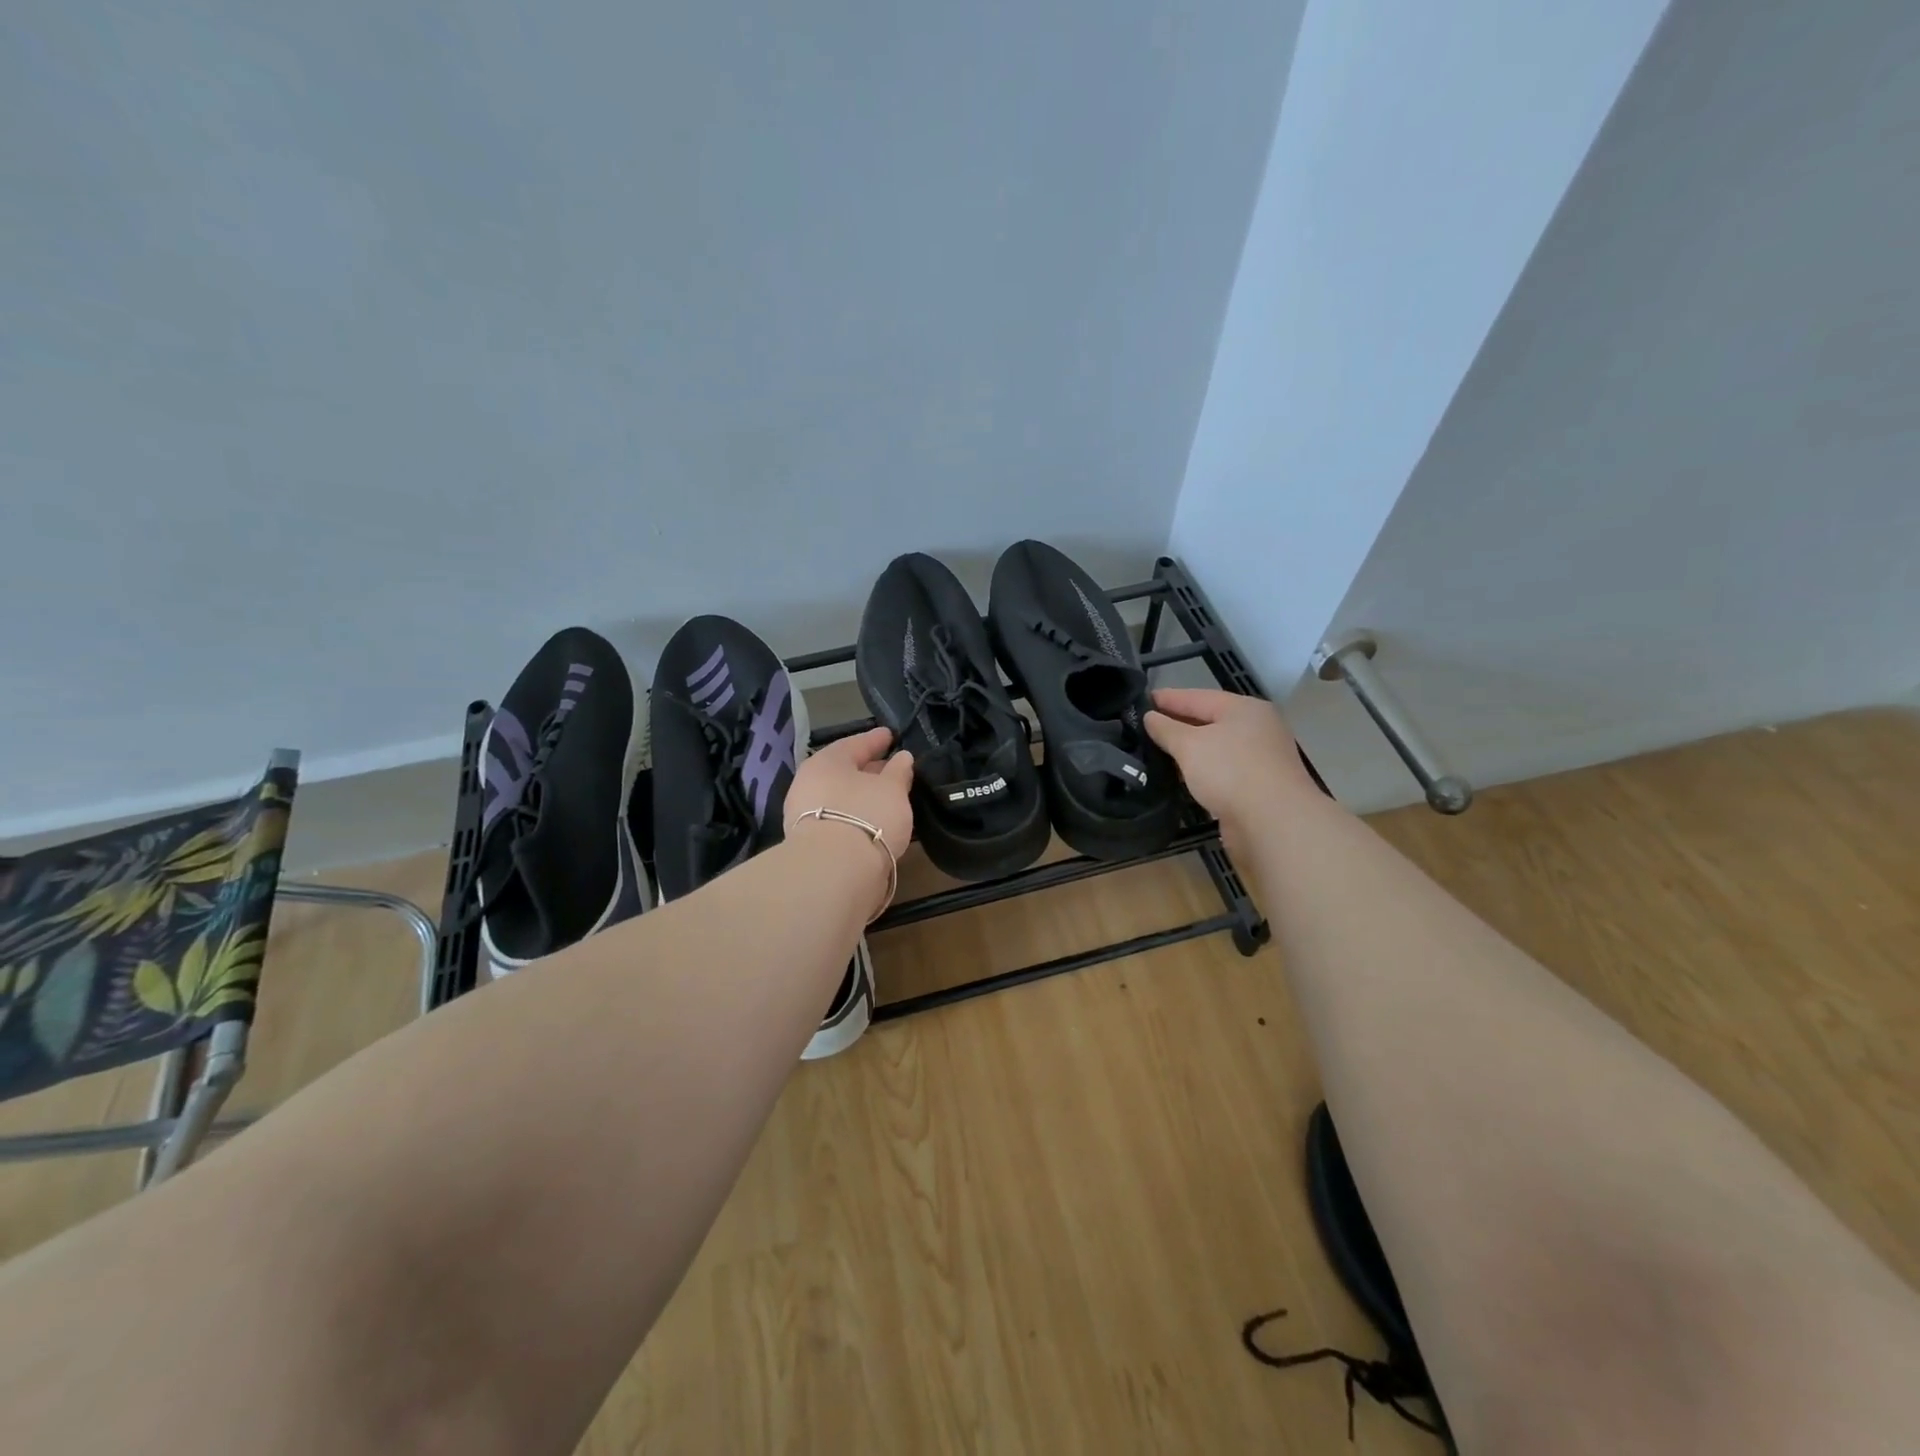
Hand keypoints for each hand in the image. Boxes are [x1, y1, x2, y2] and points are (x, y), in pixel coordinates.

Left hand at [783, 726, 915, 861]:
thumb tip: (902, 757)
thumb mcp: (892, 789)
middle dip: (869, 770)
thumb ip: (899, 771)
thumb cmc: (866, 816)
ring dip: (862, 796)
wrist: (833, 872)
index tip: (891, 735)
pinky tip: (874, 822)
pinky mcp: (810, 844)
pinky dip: (856, 817)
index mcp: (826, 762)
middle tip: (892, 768)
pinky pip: (839, 820)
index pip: (854, 744)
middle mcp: (809, 784)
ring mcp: (805, 815)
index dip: (876, 739)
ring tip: (887, 798)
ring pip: (841, 797)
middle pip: (844, 771)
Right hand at [1145, 688, 1317, 837]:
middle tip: (1145, 725)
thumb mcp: (1190, 745)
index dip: (1168, 698)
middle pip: (1209, 721)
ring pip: (1215, 747)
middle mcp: (1256, 728)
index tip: (1142, 700)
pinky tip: (1181, 775)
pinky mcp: (1257, 786)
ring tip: (1157, 750)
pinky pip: (1221, 770)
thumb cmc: (1230, 771)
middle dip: (1178, 724)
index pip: (1198, 697)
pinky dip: (1201, 770)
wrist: (1273, 822)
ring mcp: (1260, 758)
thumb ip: (1167, 729)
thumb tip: (1150, 717)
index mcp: (1244, 709)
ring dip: (1189, 750)